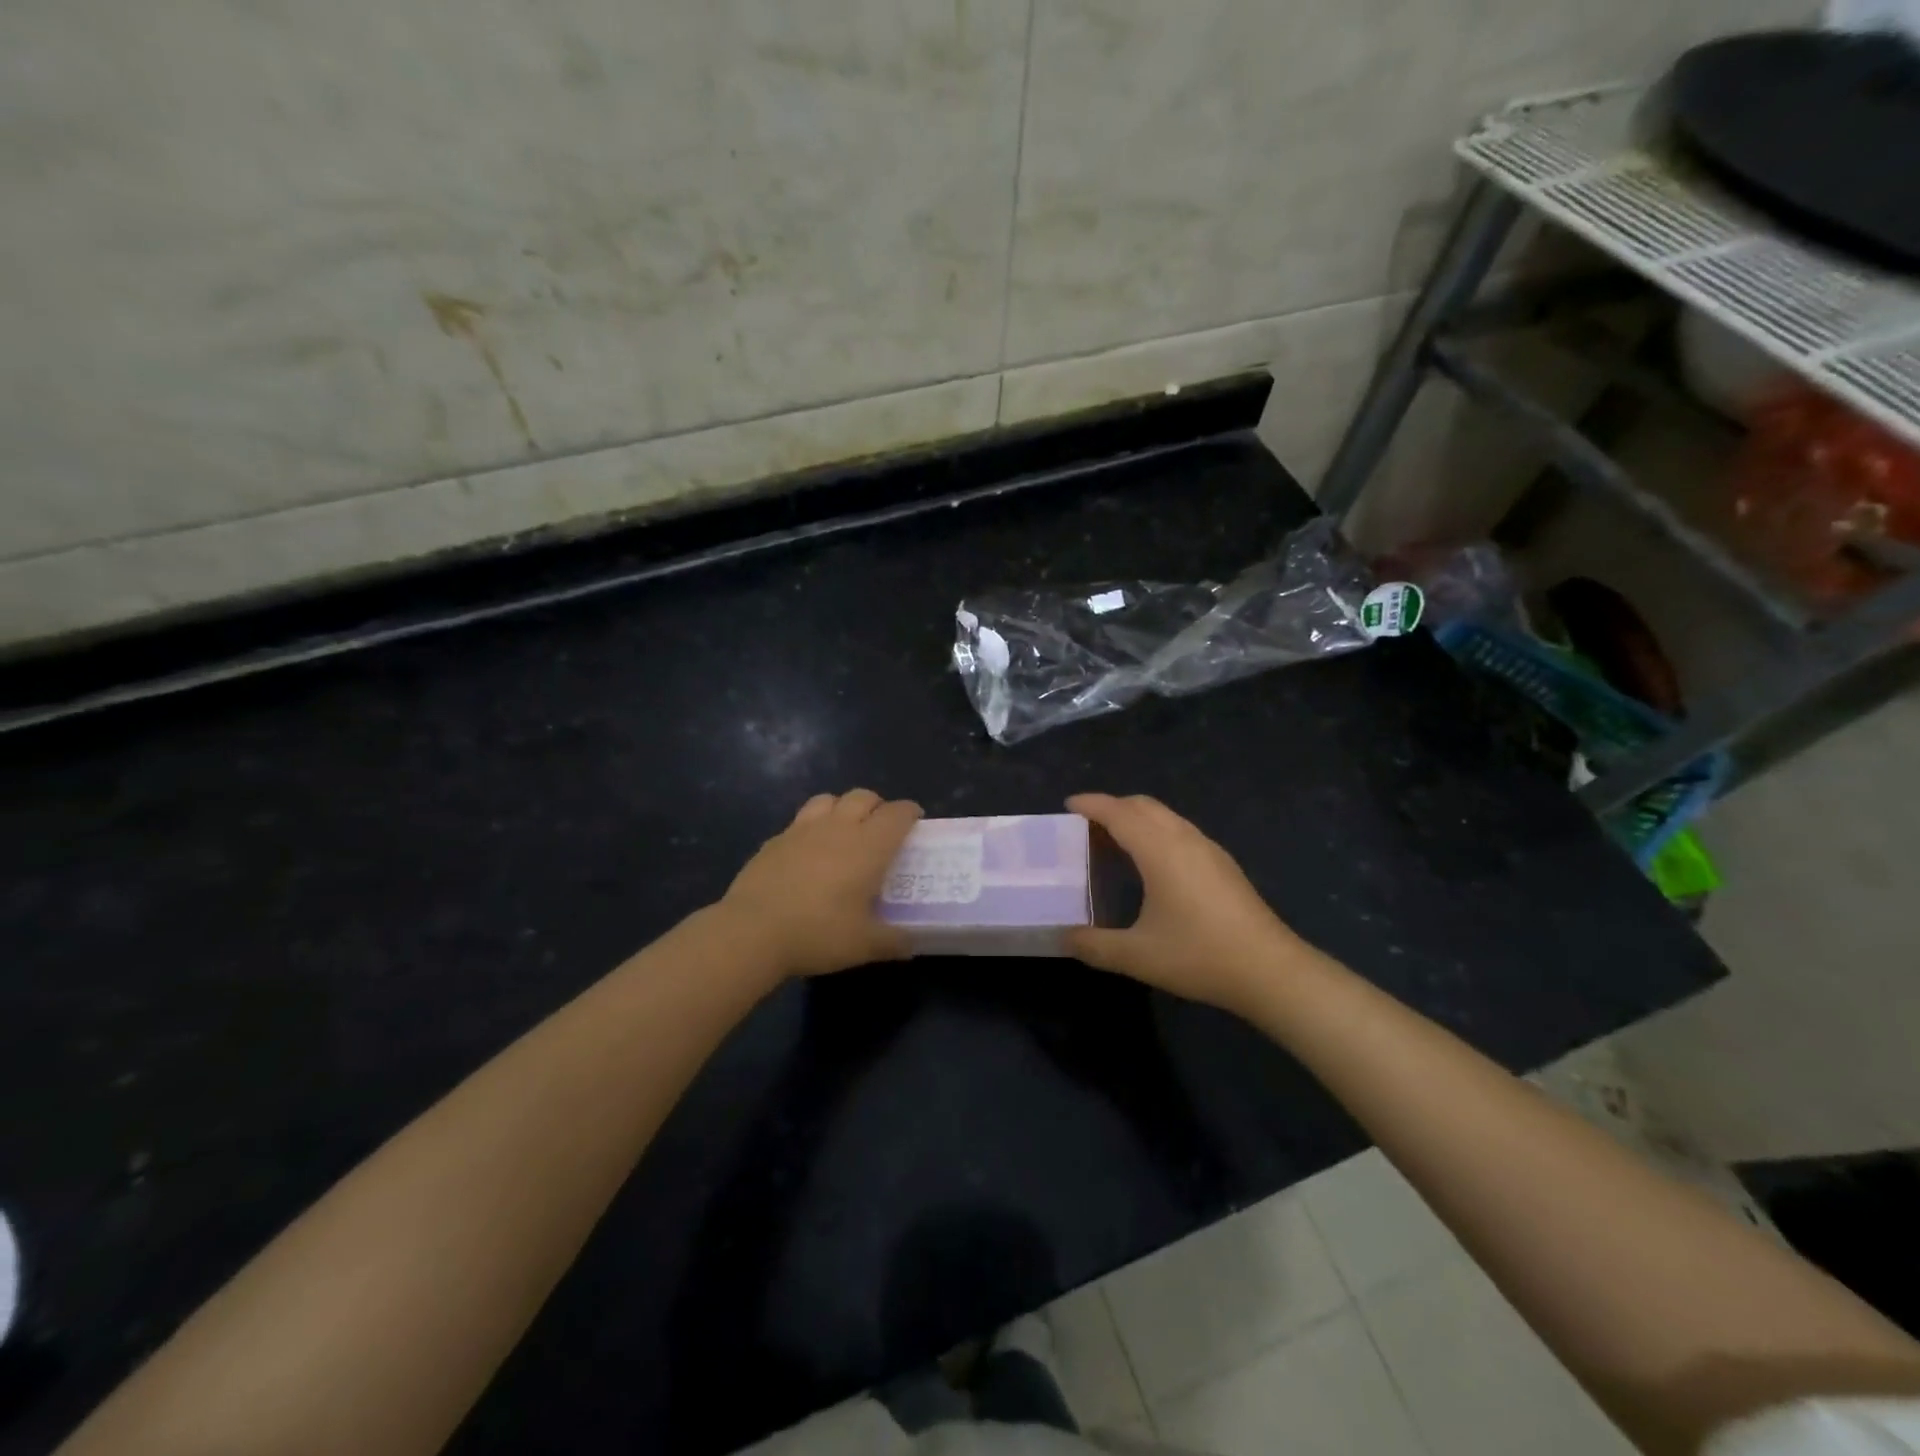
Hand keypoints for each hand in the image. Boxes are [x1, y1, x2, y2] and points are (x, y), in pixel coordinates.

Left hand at [718, 789, 923, 978]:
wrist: (752, 931)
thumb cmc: (818, 933)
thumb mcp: (864, 945)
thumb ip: (893, 941)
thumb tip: (912, 944)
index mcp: (868, 846)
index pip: (897, 814)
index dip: (910, 813)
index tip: (915, 822)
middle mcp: (838, 827)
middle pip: (863, 796)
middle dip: (878, 806)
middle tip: (881, 829)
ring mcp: (802, 830)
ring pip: (829, 799)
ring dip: (842, 807)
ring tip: (844, 830)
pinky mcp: (775, 840)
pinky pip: (800, 821)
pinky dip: (812, 827)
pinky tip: (808, 852)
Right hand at [1065, 794, 1308, 1013]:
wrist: (1271, 971)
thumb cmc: (1199, 955)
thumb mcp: (1137, 956)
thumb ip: (1094, 946)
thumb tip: (1063, 938)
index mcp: (1160, 850)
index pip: (1119, 813)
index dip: (1091, 804)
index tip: (1068, 805)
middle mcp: (1184, 839)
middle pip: (1143, 805)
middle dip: (1112, 807)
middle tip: (1086, 827)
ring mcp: (1209, 850)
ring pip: (1165, 817)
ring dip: (1136, 819)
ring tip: (1114, 842)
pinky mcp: (1223, 865)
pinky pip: (1180, 831)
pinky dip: (1156, 833)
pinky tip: (1152, 865)